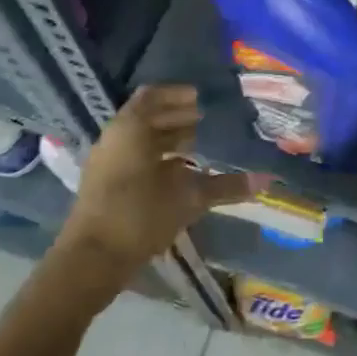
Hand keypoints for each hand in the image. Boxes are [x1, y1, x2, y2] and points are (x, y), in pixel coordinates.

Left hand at [53, 85, 252, 293]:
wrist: (90, 260)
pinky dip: (156, 157)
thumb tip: (266, 179)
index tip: (202, 99)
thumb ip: (225, 187)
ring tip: (197, 145)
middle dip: (176, 116)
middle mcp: (116, 137)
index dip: (178, 95)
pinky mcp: (104, 184)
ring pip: (139, 138)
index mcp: (131, 128)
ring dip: (166, 138)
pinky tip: (179, 173)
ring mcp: (107, 161)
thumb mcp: (187, 199)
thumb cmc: (139, 216)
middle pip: (147, 116)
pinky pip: (133, 157)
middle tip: (206, 120)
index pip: (153, 96)